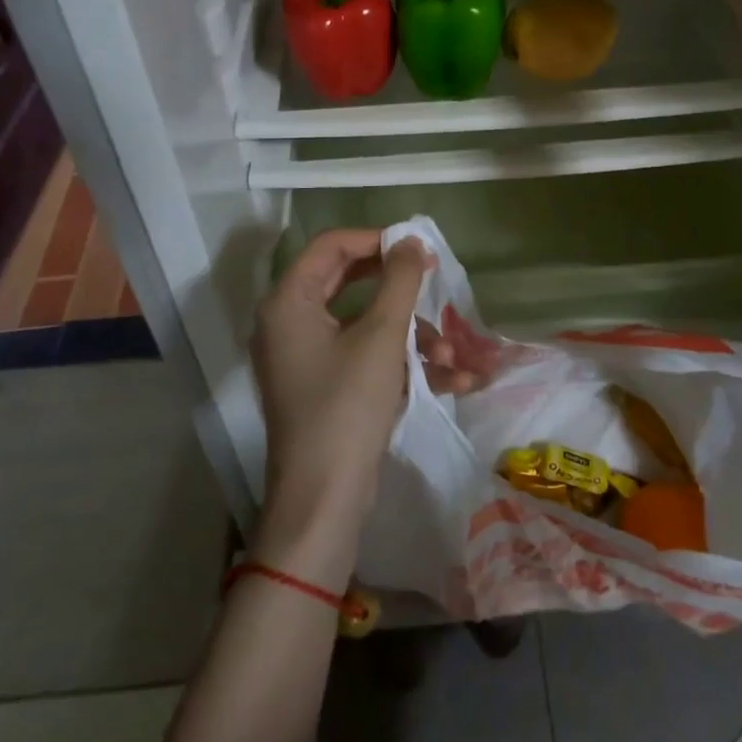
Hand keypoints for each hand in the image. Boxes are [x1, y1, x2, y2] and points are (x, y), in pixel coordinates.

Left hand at [251, 230, 430, 572]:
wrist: (323, 501)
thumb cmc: (347, 407)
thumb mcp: (381, 337)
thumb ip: (399, 280)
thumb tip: (411, 241)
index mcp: (289, 300)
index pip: (331, 245)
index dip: (377, 240)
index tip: (417, 250)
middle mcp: (289, 322)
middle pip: (349, 281)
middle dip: (400, 290)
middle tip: (435, 280)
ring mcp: (305, 357)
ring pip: (364, 324)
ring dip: (410, 334)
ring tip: (452, 356)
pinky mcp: (323, 386)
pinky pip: (363, 356)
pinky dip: (400, 362)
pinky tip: (450, 379)